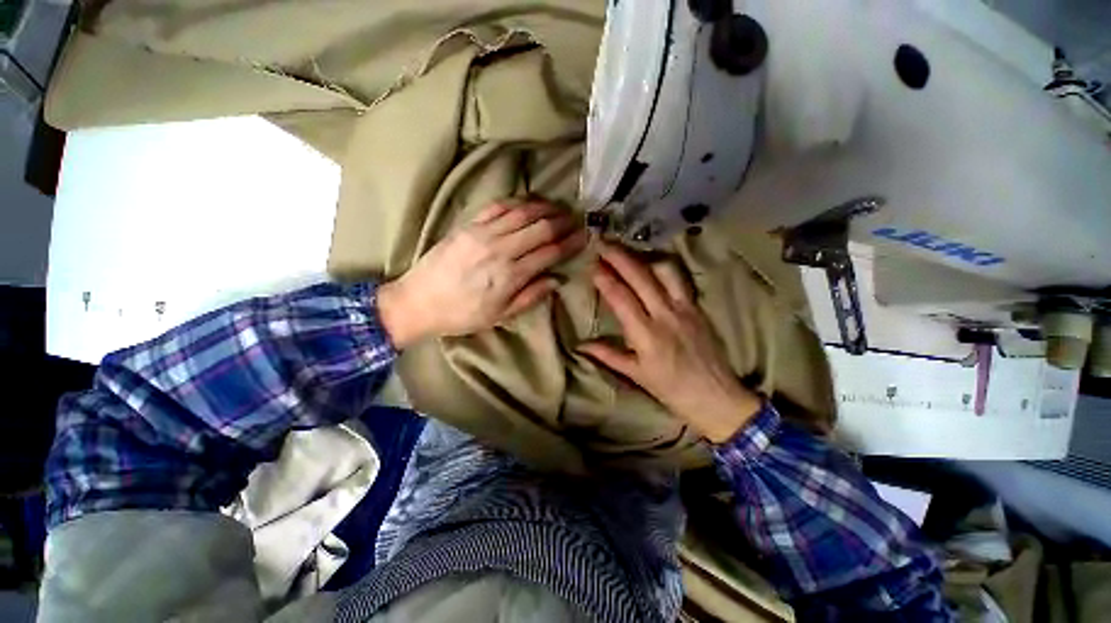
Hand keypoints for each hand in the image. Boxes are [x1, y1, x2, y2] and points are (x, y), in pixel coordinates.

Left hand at [378, 201, 586, 347]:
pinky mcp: (468, 225)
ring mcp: (483, 233)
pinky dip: (517, 202)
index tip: (585, 236)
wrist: (419, 301)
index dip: (571, 243)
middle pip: (541, 228)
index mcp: (511, 275)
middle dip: (563, 222)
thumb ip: (531, 296)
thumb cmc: (462, 314)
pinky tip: (529, 202)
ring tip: (559, 207)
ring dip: (545, 208)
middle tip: (577, 219)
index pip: (550, 252)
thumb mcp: (500, 316)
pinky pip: (497, 206)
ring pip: (522, 213)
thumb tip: (557, 279)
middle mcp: (501, 249)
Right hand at [578, 243, 762, 442]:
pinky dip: (662, 266)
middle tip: (603, 243)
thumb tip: (581, 345)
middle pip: (640, 277)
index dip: (605, 279)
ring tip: (626, 251)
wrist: (716, 396)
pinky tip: (652, 263)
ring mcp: (684, 308)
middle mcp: (665, 315)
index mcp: (646, 335)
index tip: (592, 265)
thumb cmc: (671, 390)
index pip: (621, 298)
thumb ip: (608, 355)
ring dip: (642, 257)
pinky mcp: (697, 307)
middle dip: (619, 257)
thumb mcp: (636, 375)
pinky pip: (679, 279)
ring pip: (663, 271)